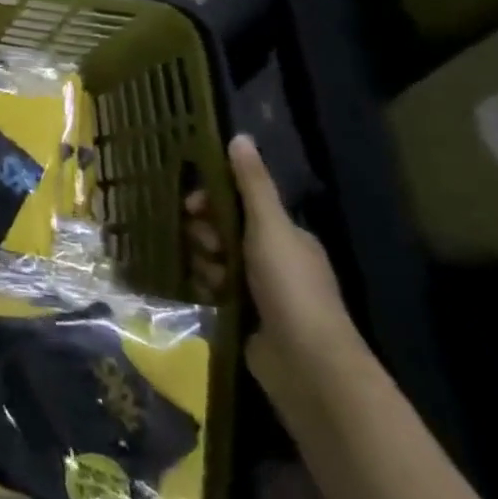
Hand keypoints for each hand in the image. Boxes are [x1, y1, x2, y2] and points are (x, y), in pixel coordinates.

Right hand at [186, 136, 366, 416]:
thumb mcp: (269, 227)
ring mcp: (261, 289)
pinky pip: (214, 287)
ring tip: (211, 276)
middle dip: (205, 233)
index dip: (212, 201)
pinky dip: (207, 286)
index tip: (192, 207)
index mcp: (286, 235)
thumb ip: (252, 184)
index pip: (240, 204)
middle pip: (223, 230)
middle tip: (204, 245)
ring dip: (204, 261)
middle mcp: (275, 258)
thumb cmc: (289, 286)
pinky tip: (206, 292)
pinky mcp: (245, 314)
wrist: (305, 362)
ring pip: (214, 259)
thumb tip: (239, 136)